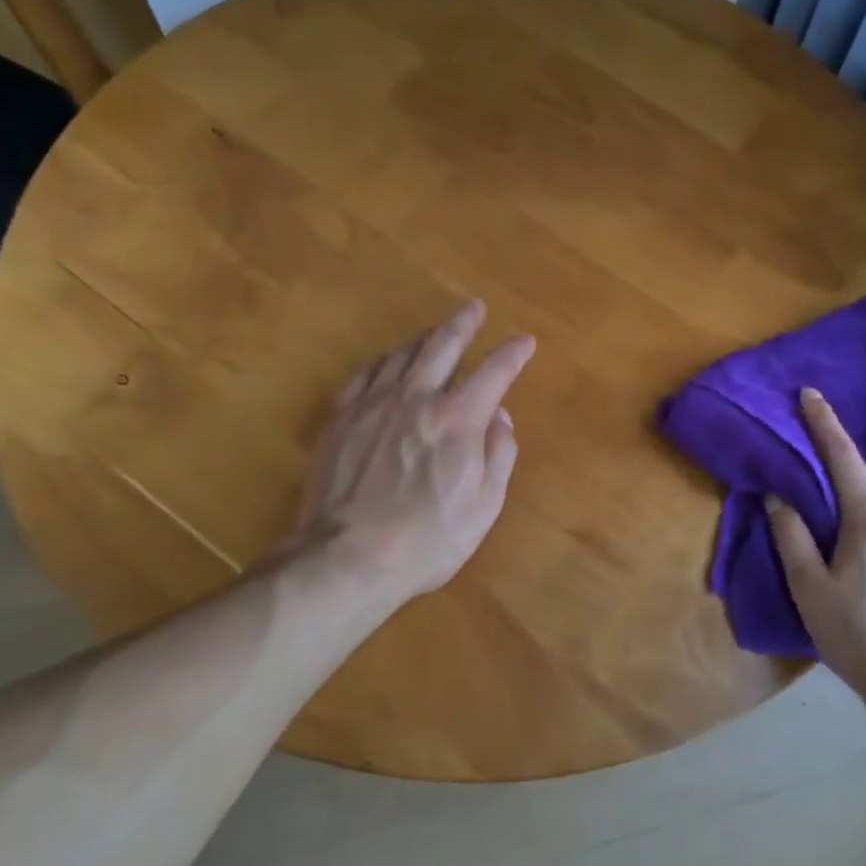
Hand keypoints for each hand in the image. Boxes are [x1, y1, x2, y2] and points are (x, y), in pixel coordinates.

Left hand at [297, 301, 534, 600]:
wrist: (348, 557)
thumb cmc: (427, 540)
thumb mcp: (483, 506)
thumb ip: (499, 454)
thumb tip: (500, 417)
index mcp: (458, 419)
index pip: (494, 371)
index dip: (513, 352)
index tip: (524, 341)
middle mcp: (416, 398)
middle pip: (443, 345)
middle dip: (464, 323)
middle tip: (474, 308)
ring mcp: (373, 404)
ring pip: (402, 354)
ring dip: (425, 338)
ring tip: (435, 332)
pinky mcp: (341, 417)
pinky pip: (366, 374)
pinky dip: (385, 361)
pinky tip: (388, 362)